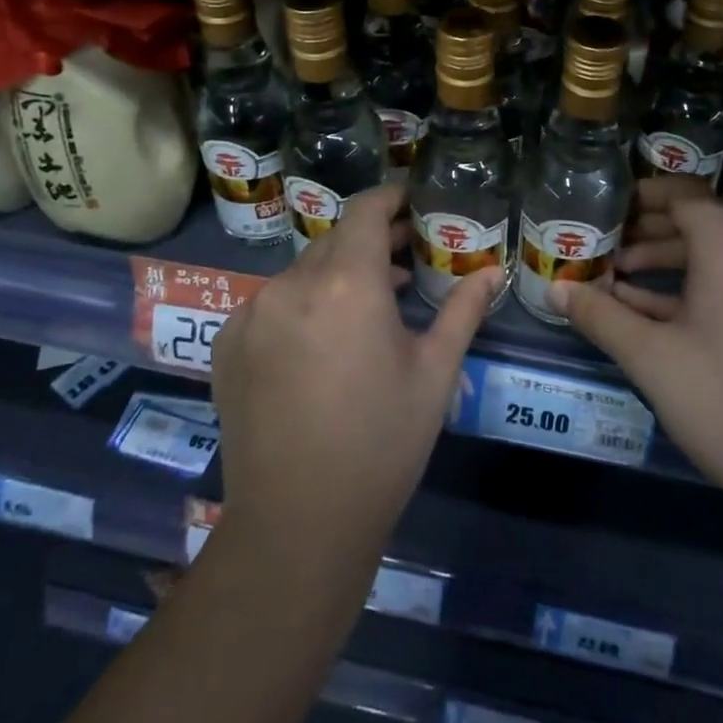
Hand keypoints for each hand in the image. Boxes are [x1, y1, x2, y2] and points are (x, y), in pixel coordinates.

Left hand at [211, 184, 499, 557]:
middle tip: (407, 256)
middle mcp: (292, 284)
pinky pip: (273, 301)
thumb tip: (495, 271)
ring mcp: (252, 313)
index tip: (415, 202)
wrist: (297, 524)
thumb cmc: (382, 442)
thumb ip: (464, 310)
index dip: (392, 197)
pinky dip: (303, 302)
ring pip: (305, 270)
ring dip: (339, 273)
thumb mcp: (435, 373)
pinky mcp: (228, 343)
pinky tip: (324, 340)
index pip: (366, 210)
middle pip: (337, 238)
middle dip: (373, 239)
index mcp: (346, 282)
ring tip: (372, 302)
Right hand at [552, 179, 722, 536]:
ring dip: (661, 261)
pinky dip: (686, 288)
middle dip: (644, 230)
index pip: (682, 195)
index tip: (601, 206)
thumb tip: (554, 289)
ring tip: (612, 278)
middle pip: (695, 222)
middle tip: (599, 243)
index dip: (639, 196)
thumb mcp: (650, 356)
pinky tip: (643, 312)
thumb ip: (599, 315)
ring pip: (709, 255)